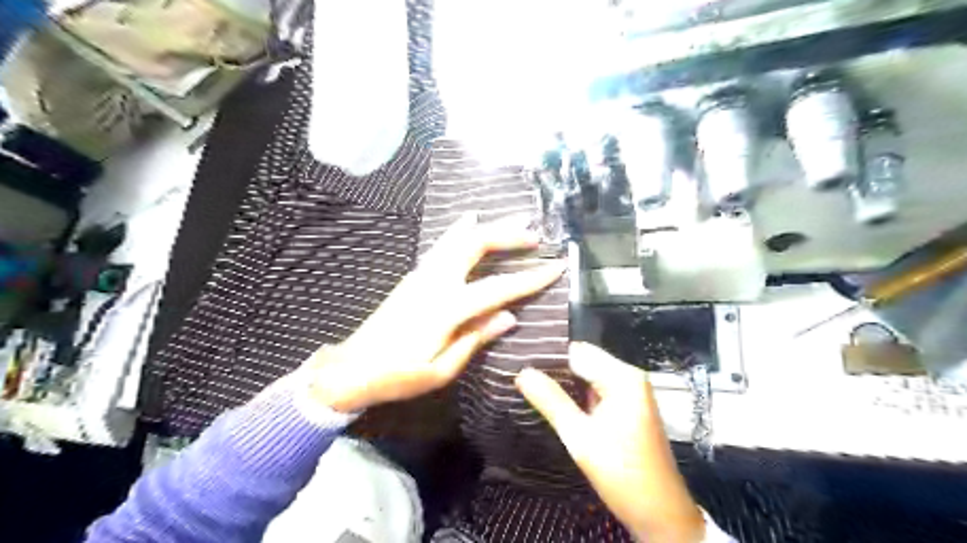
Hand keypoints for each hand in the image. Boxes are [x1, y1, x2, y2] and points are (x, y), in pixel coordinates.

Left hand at [310, 212, 568, 411]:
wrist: (352, 368)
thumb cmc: (398, 376)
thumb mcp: (442, 370)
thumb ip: (476, 339)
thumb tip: (509, 316)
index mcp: (447, 308)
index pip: (499, 288)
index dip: (531, 278)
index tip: (556, 267)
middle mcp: (435, 282)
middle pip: (475, 245)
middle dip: (508, 234)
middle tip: (535, 234)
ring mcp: (422, 274)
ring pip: (458, 238)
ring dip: (488, 227)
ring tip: (513, 219)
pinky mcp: (414, 276)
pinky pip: (443, 245)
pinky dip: (460, 229)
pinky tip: (469, 220)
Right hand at [518, 343, 707, 541]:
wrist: (662, 514)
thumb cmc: (622, 474)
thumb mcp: (580, 437)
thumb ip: (550, 401)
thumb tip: (522, 372)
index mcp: (622, 377)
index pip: (577, 351)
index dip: (548, 355)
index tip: (519, 360)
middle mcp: (629, 377)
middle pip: (583, 360)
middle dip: (554, 369)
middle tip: (519, 375)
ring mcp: (630, 391)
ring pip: (588, 375)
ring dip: (563, 382)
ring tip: (529, 385)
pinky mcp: (627, 406)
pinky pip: (595, 389)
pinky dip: (576, 394)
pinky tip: (553, 400)